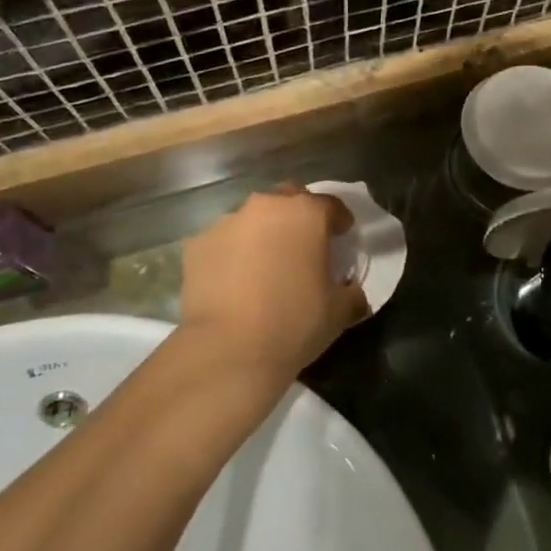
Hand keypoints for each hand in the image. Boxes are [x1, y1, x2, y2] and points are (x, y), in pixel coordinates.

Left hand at [179, 187, 368, 384]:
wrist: (228, 350)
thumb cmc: (294, 322)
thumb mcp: (339, 312)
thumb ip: (352, 294)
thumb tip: (353, 293)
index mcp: (306, 213)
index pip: (331, 205)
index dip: (339, 222)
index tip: (342, 238)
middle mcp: (266, 206)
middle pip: (288, 200)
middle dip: (297, 218)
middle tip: (302, 247)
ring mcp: (227, 222)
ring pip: (252, 219)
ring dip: (262, 234)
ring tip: (263, 267)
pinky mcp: (196, 244)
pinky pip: (222, 242)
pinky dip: (231, 253)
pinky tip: (233, 281)